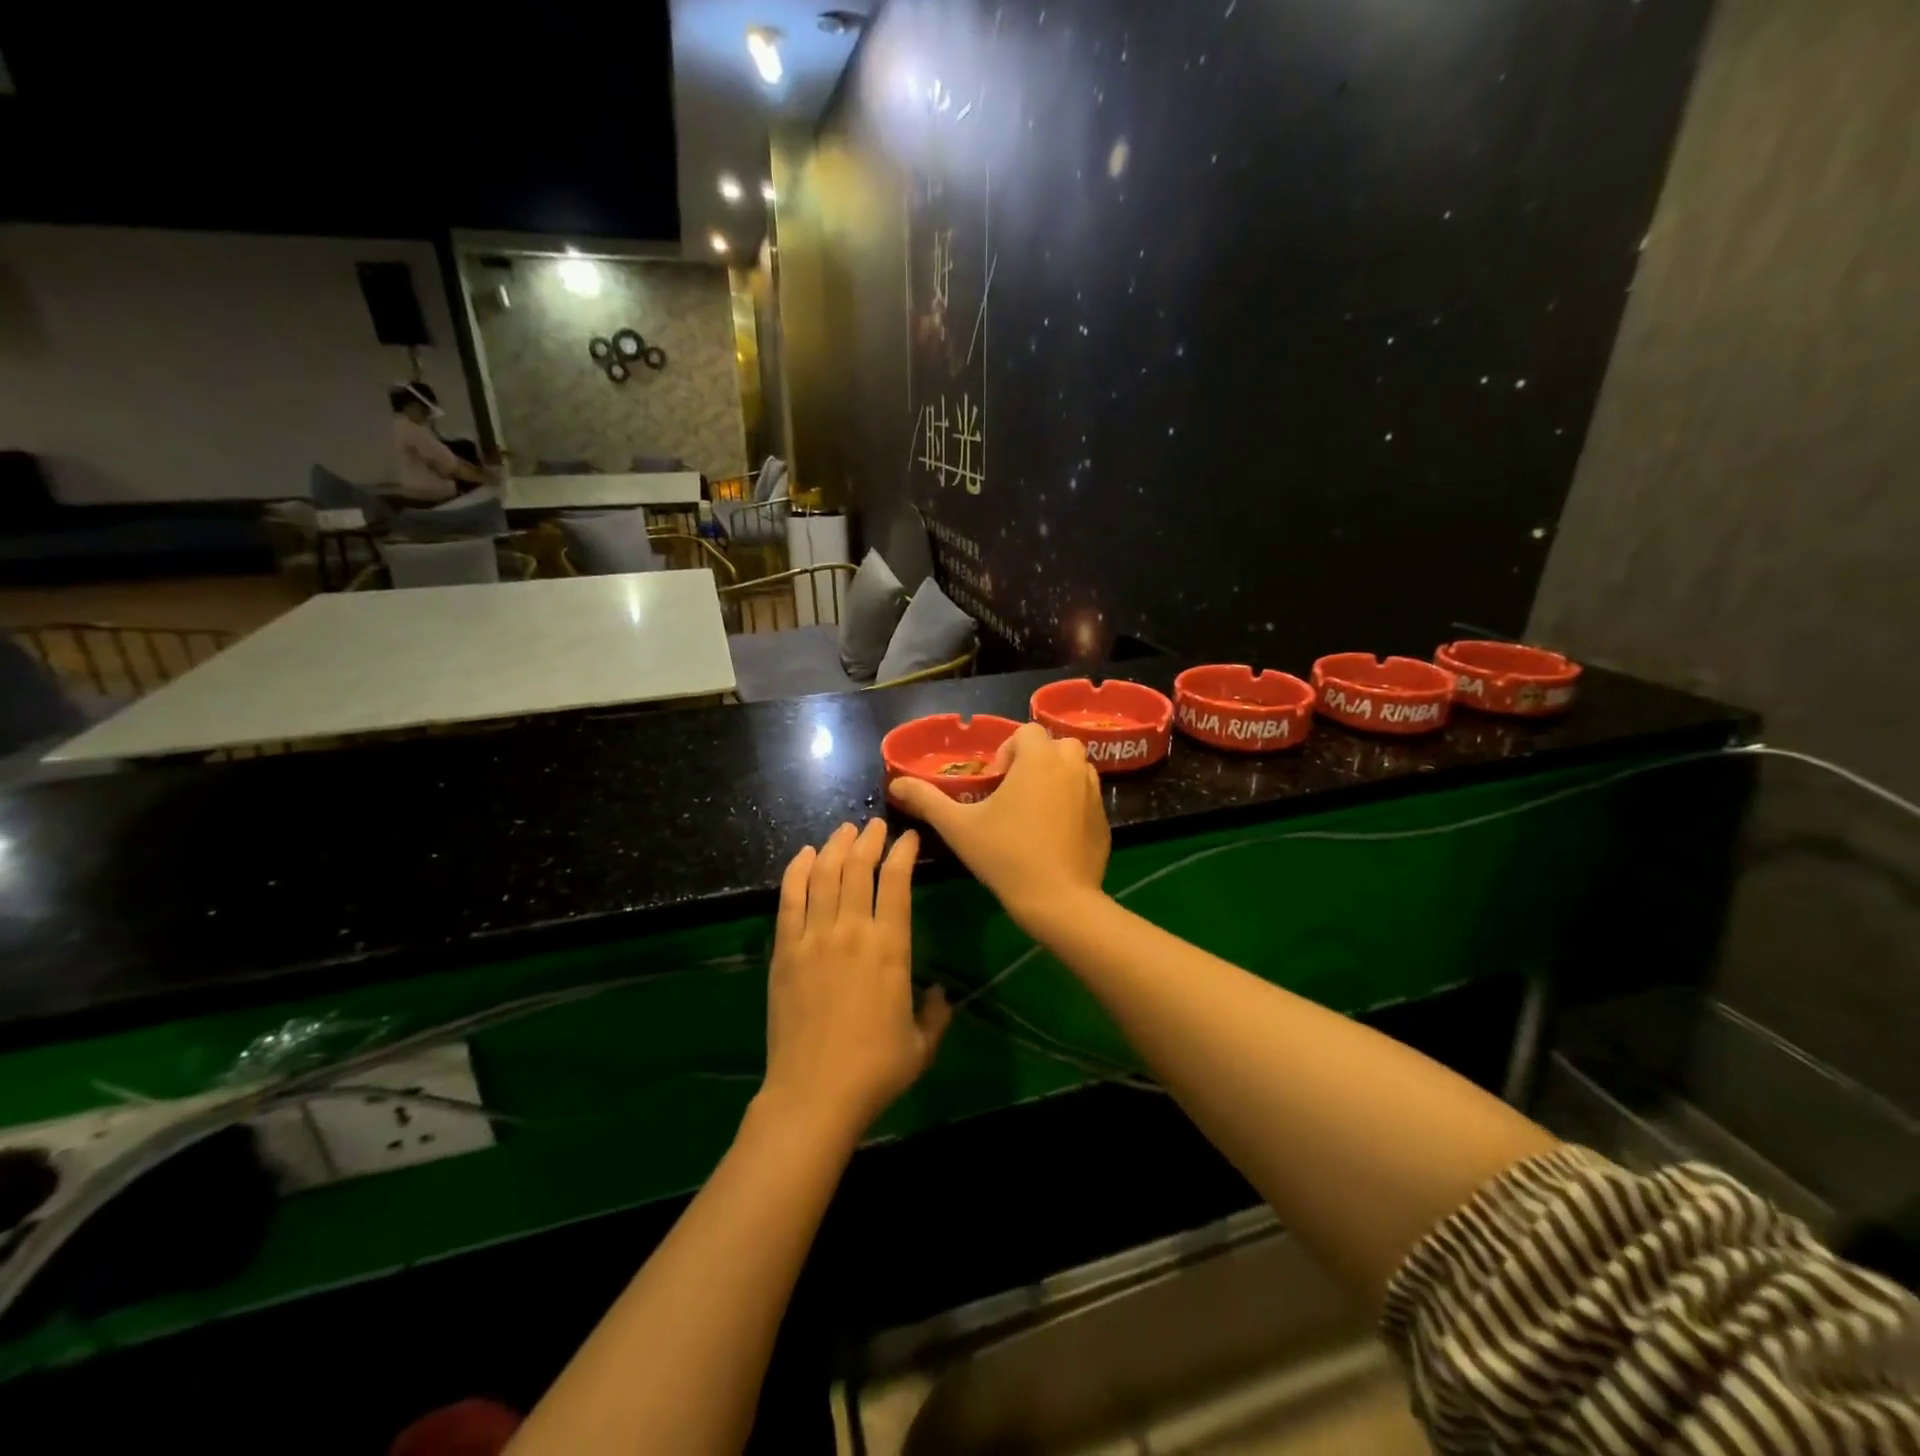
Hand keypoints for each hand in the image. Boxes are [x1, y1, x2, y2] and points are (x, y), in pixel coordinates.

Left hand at [761, 821, 950, 1138]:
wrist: (813, 1095)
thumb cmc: (875, 1071)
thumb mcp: (922, 1045)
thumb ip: (936, 1013)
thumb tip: (940, 993)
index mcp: (891, 948)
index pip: (897, 882)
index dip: (903, 853)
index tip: (908, 838)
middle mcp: (852, 931)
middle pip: (858, 868)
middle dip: (869, 839)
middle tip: (874, 825)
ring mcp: (814, 938)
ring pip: (824, 875)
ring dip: (835, 846)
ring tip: (843, 830)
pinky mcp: (785, 951)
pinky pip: (790, 899)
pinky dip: (797, 871)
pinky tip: (804, 855)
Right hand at [887, 722, 1110, 930]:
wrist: (1057, 900)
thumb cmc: (1005, 855)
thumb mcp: (958, 826)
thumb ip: (927, 800)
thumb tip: (896, 784)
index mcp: (1039, 759)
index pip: (1026, 732)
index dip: (1007, 751)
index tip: (994, 783)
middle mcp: (1072, 767)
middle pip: (1056, 745)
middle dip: (1035, 760)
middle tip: (1014, 792)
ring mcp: (1093, 793)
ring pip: (1076, 769)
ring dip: (1056, 778)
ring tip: (1034, 810)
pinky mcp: (1104, 819)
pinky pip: (1087, 797)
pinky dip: (1072, 803)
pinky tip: (1054, 835)